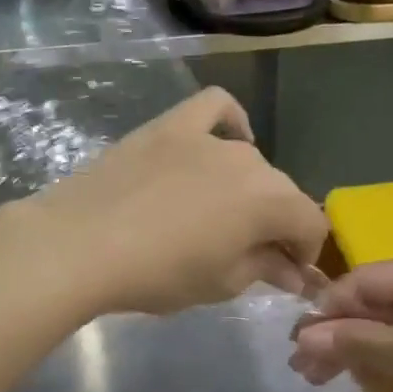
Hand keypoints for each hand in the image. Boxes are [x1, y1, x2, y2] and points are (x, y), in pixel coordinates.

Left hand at [21, 88, 328, 316]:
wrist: (81, 244)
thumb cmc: (158, 273)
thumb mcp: (221, 283)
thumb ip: (265, 269)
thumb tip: (293, 271)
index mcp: (270, 201)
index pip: (311, 223)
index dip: (304, 252)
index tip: (283, 273)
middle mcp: (250, 161)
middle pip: (281, 191)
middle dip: (276, 224)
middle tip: (250, 254)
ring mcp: (208, 138)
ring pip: (248, 160)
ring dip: (248, 188)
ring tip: (222, 214)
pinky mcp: (171, 125)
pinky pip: (213, 108)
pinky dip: (228, 121)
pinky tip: (225, 138)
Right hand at [289, 255, 392, 391]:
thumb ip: (356, 342)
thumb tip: (302, 337)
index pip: (360, 282)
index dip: (326, 313)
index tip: (297, 347)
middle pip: (370, 303)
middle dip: (337, 335)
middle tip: (304, 370)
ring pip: (384, 325)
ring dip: (354, 351)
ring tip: (321, 379)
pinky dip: (381, 361)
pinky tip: (361, 383)